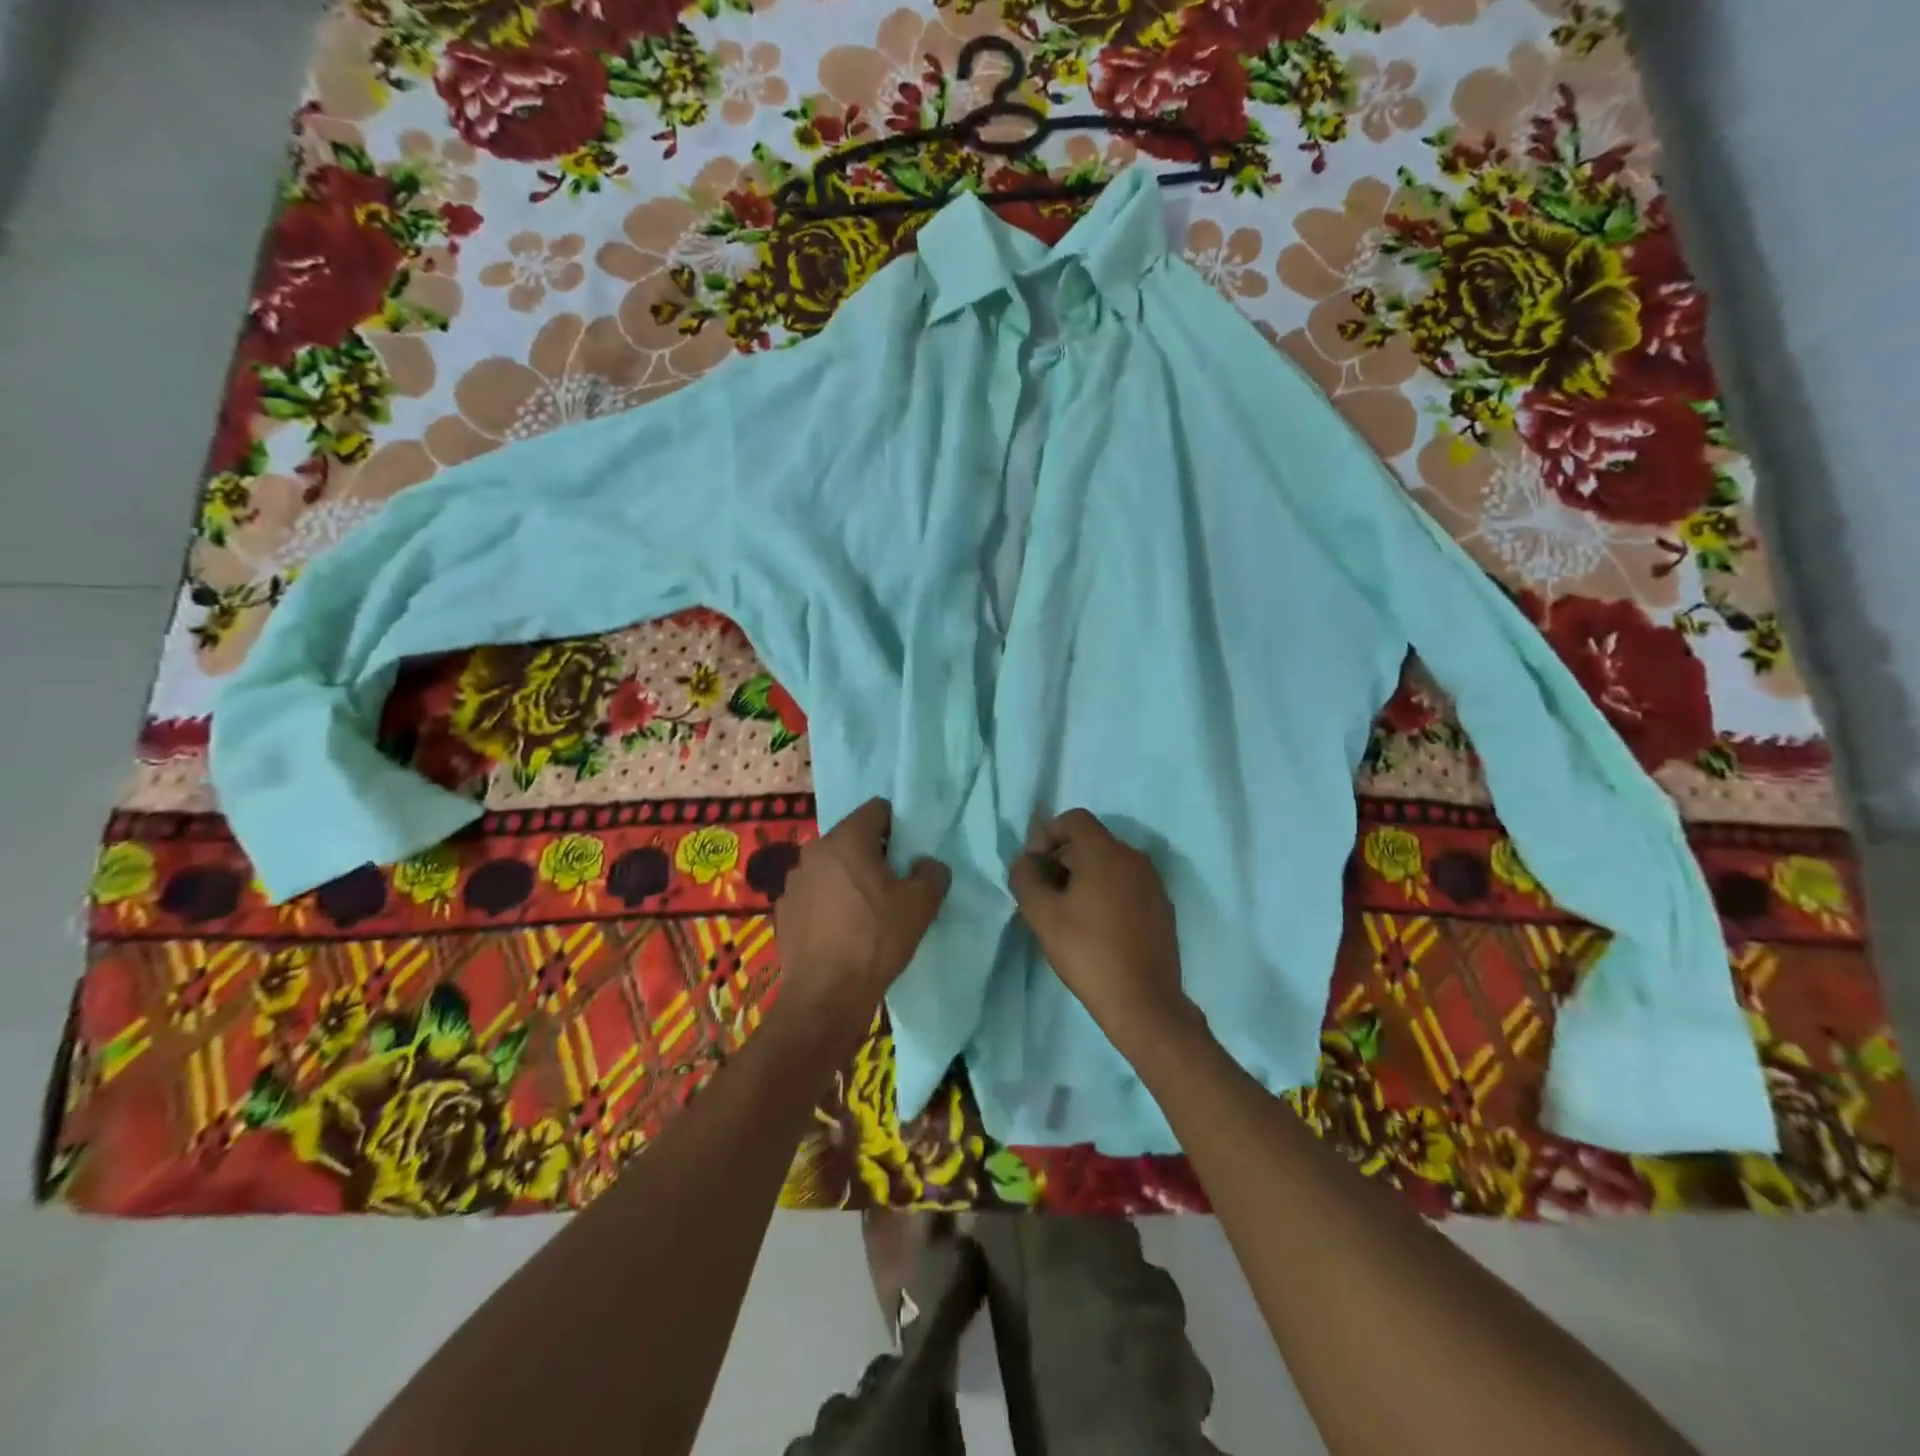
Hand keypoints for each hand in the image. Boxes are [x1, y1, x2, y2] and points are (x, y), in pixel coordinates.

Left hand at [775, 798, 950, 1019]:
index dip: (897, 827)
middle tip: (892, 884)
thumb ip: (931, 873)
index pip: (877, 809)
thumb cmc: (876, 939)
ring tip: (865, 912)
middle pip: (851, 838)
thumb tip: (925, 865)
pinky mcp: (783, 910)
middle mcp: (814, 851)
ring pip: (830, 867)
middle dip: (872, 854)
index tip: (907, 854)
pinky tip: (840, 932)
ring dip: (847, 879)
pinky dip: (827, 903)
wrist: (826, 995)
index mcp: (847, 839)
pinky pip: (813, 894)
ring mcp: (793, 881)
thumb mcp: (921, 904)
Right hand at [1008, 809, 1193, 1053]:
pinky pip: (1127, 885)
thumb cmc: (1088, 952)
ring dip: (1083, 877)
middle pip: (1091, 841)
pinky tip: (1096, 928)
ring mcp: (1153, 883)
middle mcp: (1134, 858)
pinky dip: (1106, 893)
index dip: (1047, 834)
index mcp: (1106, 852)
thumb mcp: (1043, 916)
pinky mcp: (1162, 907)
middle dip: (1062, 859)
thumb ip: (1026, 879)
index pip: (1074, 819)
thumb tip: (1025, 863)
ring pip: (1110, 864)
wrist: (1144, 1002)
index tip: (1034, 866)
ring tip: (1067, 913)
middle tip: (1044, 894)